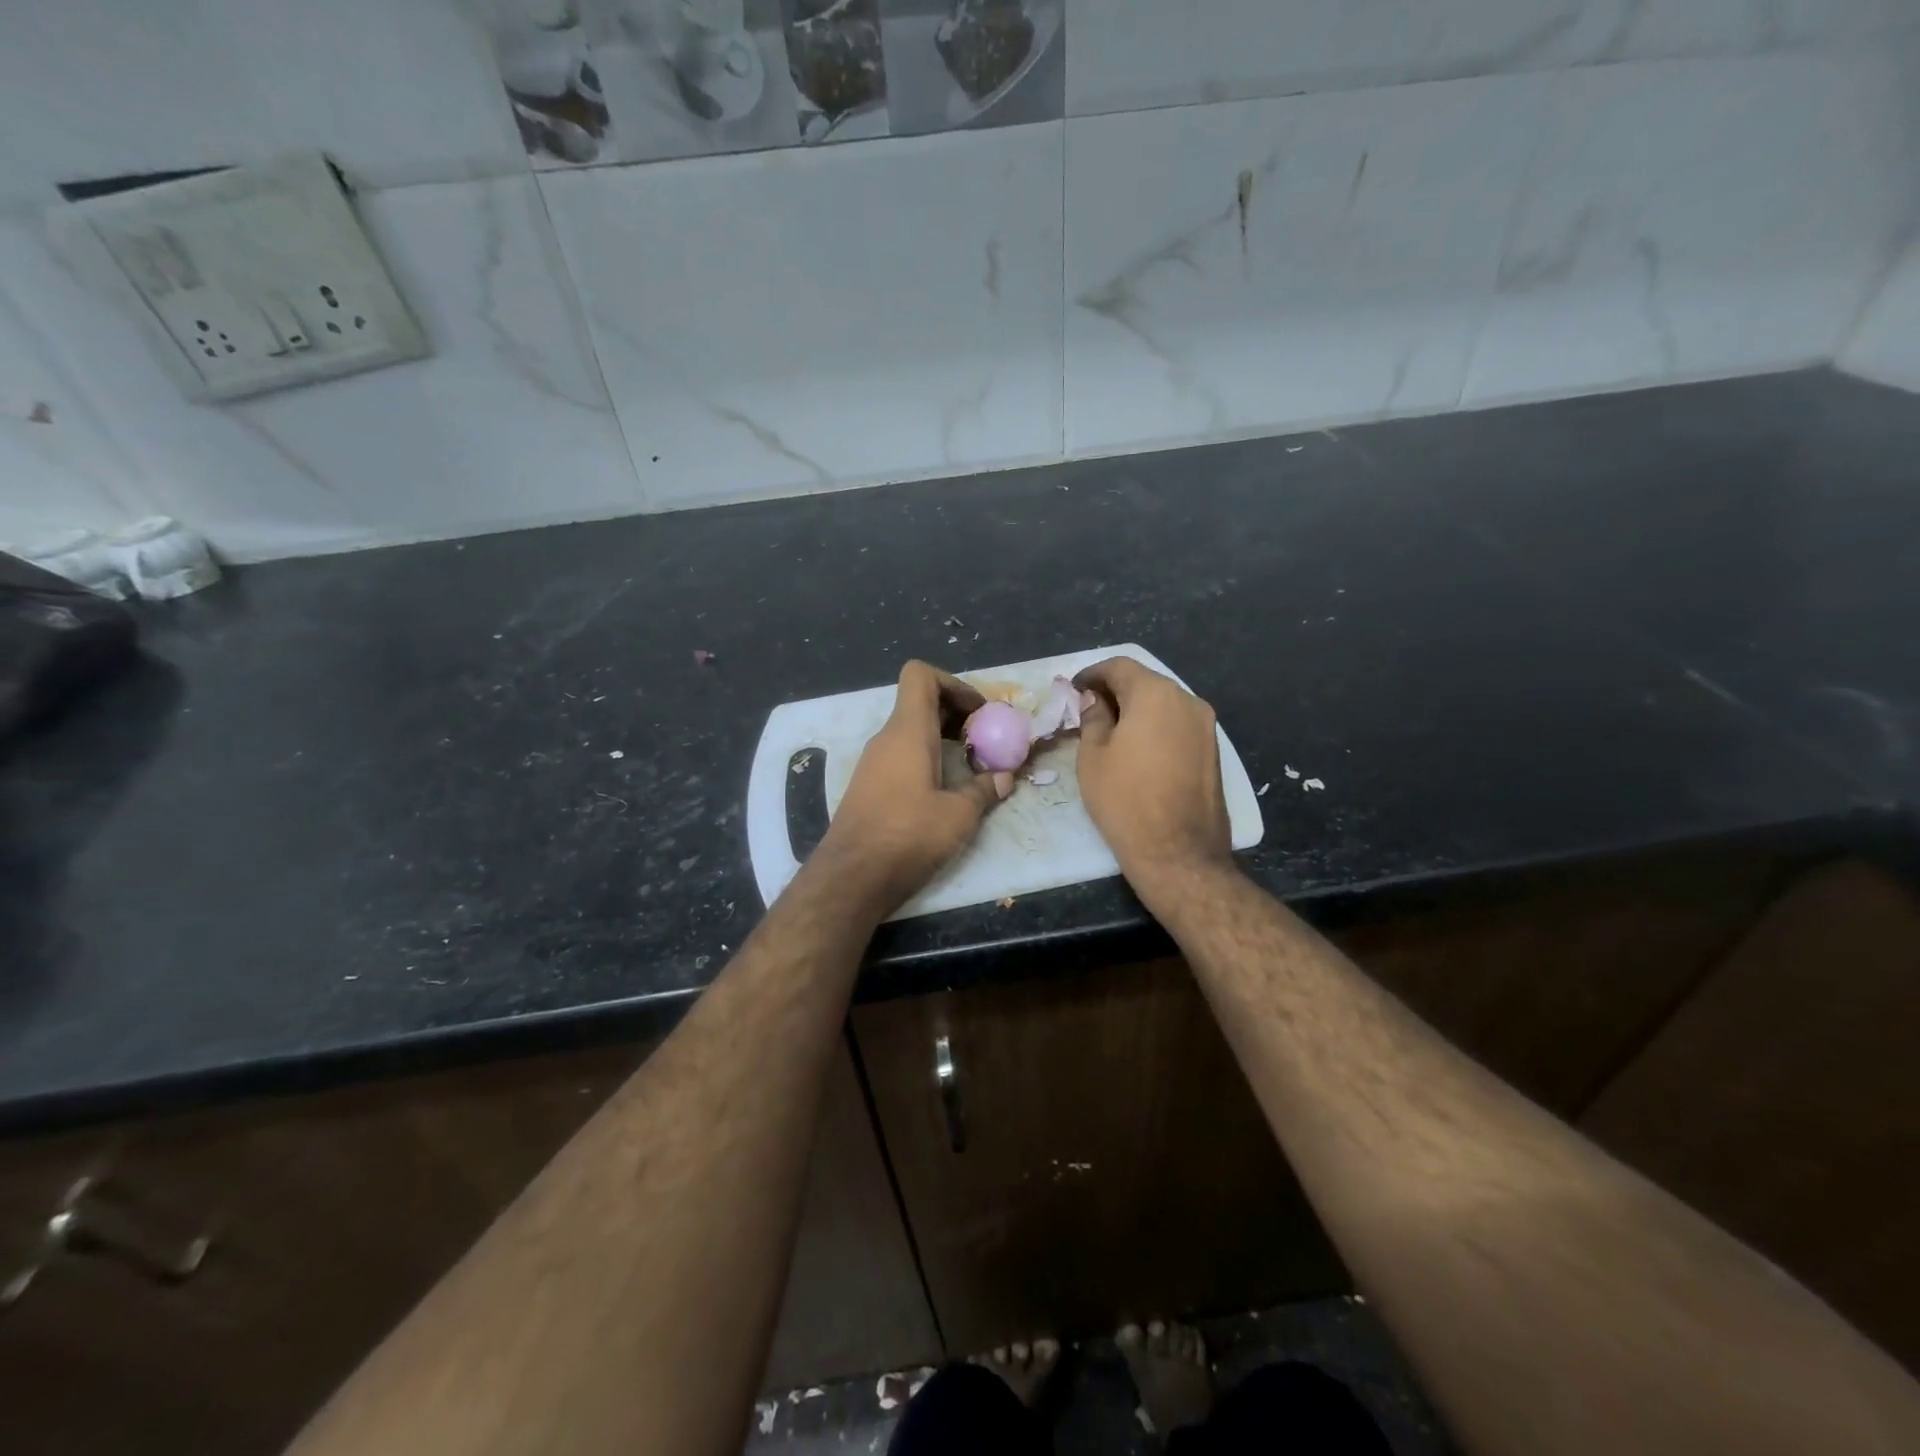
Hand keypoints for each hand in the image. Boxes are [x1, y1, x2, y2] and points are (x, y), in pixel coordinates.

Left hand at [814, 661, 1012, 913]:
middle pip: (919, 702)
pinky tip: (944, 789)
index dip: (953, 683)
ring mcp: (873, 762)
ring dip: (942, 738)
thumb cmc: (908, 835)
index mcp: (908, 731)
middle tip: (985, 739)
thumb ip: (984, 790)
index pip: (920, 675)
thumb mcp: (959, 814)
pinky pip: (901, 755)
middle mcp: (887, 738)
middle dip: (956, 713)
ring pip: (911, 731)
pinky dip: (926, 758)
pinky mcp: (868, 786)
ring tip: (971, 765)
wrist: (852, 876)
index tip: (979, 713)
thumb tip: (1003, 778)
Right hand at [1073, 657, 1232, 897]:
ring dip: (1138, 709)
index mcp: (1155, 694)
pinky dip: (1156, 726)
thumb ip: (1093, 717)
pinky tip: (1138, 748)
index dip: (1093, 673)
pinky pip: (1178, 724)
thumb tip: (1095, 699)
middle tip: (1089, 708)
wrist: (1178, 852)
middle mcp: (1187, 700)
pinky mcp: (1213, 750)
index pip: (1120, 667)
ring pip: (1164, 703)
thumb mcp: (1093, 756)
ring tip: (1111, 730)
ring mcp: (1206, 726)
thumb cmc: (1125, 800)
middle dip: (1116, 690)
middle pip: (1146, 682)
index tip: (1074, 688)